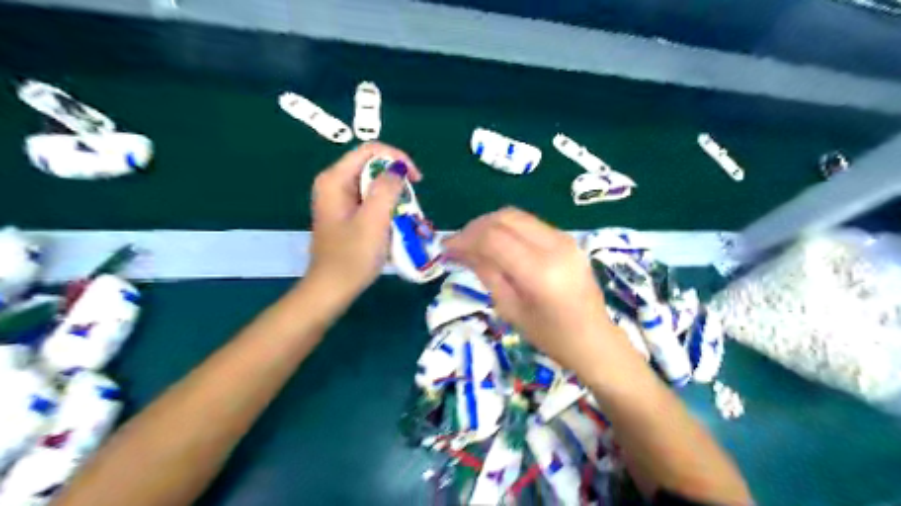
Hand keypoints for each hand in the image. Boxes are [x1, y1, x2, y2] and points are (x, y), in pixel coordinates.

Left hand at [307, 141, 423, 302]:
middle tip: (412, 204)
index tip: (417, 180)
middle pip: (372, 167)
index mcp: (335, 180)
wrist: (332, 289)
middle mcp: (334, 184)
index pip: (371, 150)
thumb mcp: (373, 220)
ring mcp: (339, 200)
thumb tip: (399, 168)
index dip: (397, 159)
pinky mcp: (346, 214)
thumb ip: (387, 189)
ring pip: (374, 185)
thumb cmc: (352, 256)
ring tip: (406, 218)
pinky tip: (394, 225)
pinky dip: (386, 209)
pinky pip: (371, 201)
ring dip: (394, 198)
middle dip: (396, 181)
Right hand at [443, 205, 627, 375]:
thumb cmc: (550, 337)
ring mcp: (564, 239)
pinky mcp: (567, 239)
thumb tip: (459, 250)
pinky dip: (508, 228)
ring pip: (517, 216)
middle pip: (505, 218)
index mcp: (540, 272)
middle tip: (459, 244)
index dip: (465, 238)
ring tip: (474, 243)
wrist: (594, 339)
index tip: (446, 248)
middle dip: (476, 226)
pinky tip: (497, 244)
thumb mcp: (511, 309)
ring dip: (491, 224)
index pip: (494, 239)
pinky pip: (530, 224)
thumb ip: (486, 273)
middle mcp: (554, 246)